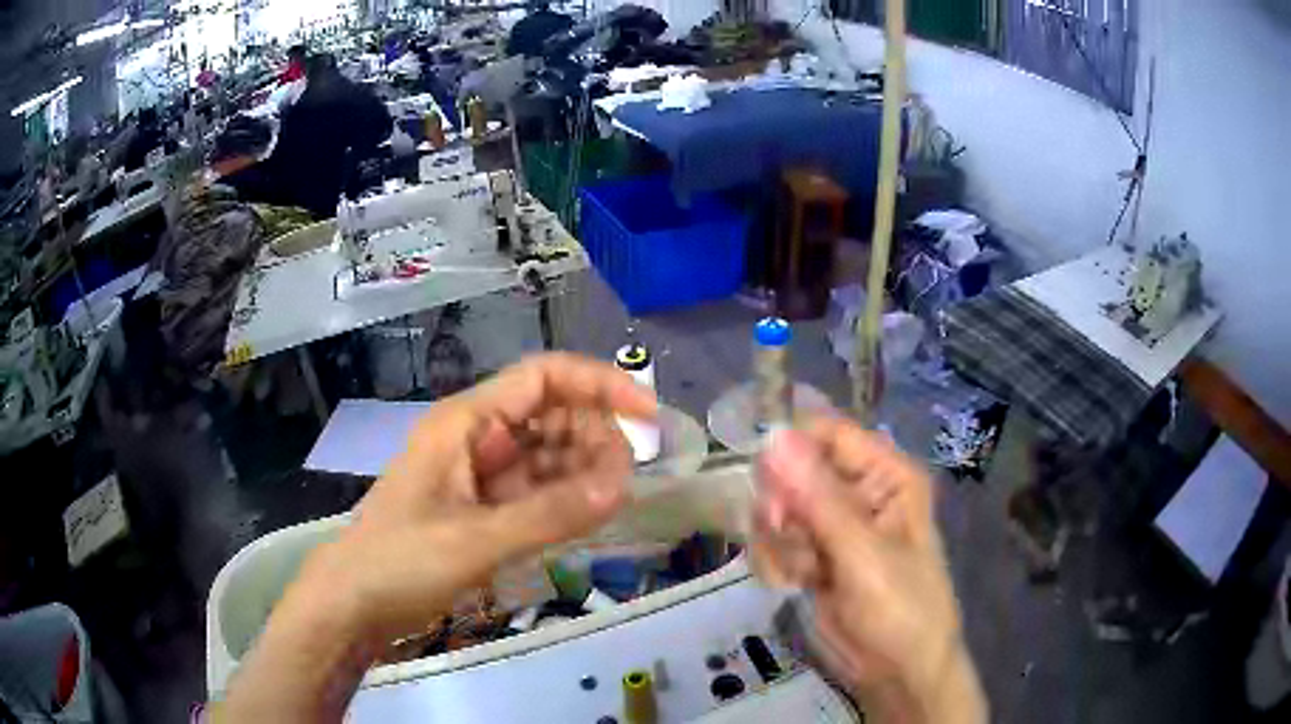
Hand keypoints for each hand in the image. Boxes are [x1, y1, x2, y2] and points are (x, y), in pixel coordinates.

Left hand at [219, 353, 654, 720]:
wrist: (354, 605)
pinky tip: (587, 518)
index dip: (600, 384)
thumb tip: (622, 487)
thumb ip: (548, 515)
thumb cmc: (398, 561)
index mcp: (467, 422)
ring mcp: (482, 476)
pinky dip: (566, 500)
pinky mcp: (485, 510)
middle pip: (553, 416)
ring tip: (611, 504)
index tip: (647, 415)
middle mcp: (477, 438)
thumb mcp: (473, 540)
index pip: (543, 378)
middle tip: (623, 484)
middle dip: (595, 440)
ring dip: (584, 473)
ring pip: (549, 456)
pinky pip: (537, 492)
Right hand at [754, 418, 984, 723]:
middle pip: (792, 471)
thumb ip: (818, 497)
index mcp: (885, 474)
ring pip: (776, 509)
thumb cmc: (899, 607)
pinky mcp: (811, 554)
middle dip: (783, 508)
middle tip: (791, 537)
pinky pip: (772, 541)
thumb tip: (774, 437)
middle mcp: (857, 490)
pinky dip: (774, 563)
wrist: (898, 671)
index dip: (790, 450)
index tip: (768, 486)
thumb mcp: (862, 553)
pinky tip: (793, 584)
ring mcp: (832, 525)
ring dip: (779, 542)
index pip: (827, 433)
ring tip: (803, 572)